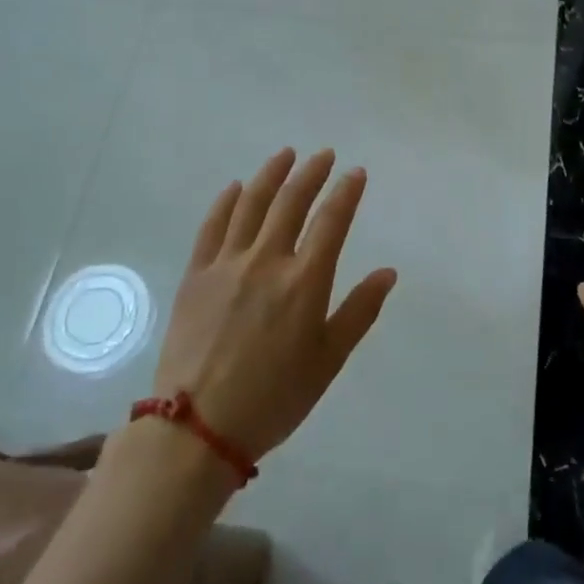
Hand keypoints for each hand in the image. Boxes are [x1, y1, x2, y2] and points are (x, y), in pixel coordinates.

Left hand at [145, 148, 397, 464]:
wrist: (197, 428)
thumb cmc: (274, 398)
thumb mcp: (328, 360)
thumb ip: (359, 311)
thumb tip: (388, 272)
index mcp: (304, 282)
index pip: (332, 221)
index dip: (346, 192)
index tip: (356, 173)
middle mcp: (267, 261)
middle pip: (291, 202)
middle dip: (311, 173)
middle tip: (323, 155)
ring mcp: (226, 265)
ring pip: (251, 205)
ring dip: (271, 175)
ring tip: (285, 155)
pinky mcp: (195, 275)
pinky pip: (212, 227)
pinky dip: (226, 202)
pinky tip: (235, 188)